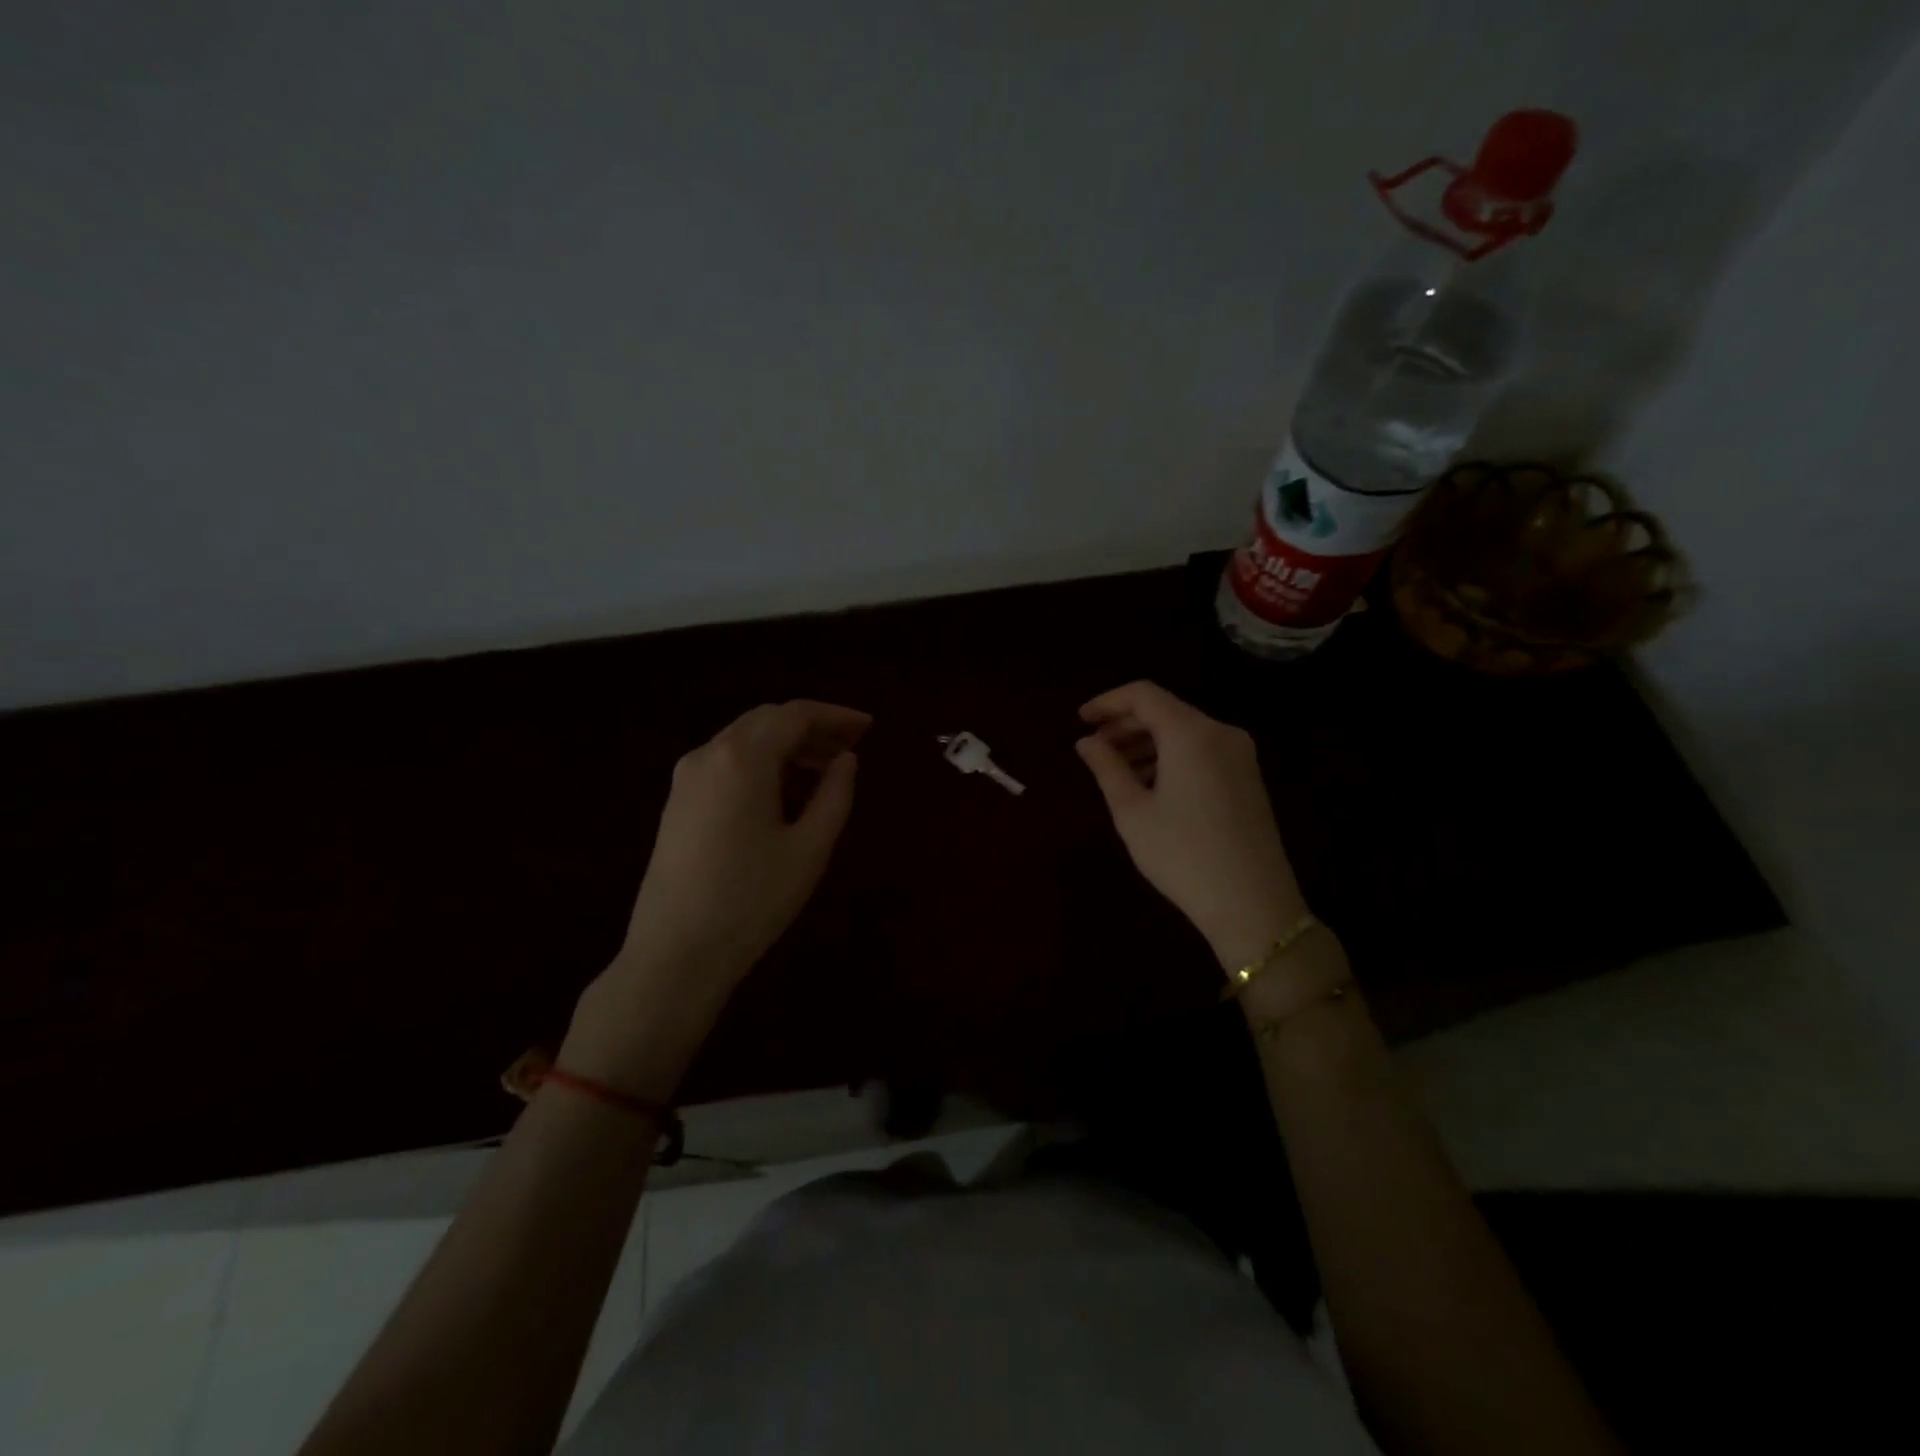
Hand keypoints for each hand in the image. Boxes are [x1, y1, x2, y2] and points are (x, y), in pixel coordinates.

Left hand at [565, 701, 869, 1101]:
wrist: (675, 953)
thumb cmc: (752, 900)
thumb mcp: (809, 848)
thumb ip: (835, 794)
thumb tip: (846, 760)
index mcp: (743, 758)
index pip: (795, 715)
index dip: (836, 715)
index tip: (868, 727)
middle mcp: (709, 754)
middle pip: (767, 720)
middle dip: (812, 727)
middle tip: (850, 747)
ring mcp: (686, 778)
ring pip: (744, 739)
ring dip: (786, 744)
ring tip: (825, 769)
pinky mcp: (678, 802)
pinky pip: (726, 762)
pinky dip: (761, 762)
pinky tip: (784, 791)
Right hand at [1076, 681, 1306, 971]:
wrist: (1252, 904)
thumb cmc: (1182, 855)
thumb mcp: (1132, 812)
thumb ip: (1106, 768)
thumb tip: (1086, 742)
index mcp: (1191, 734)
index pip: (1143, 695)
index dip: (1108, 702)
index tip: (1080, 720)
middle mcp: (1220, 733)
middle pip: (1165, 711)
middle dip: (1125, 724)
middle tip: (1093, 747)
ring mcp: (1240, 755)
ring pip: (1184, 732)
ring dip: (1147, 742)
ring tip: (1115, 770)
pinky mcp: (1248, 777)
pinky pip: (1201, 751)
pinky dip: (1170, 757)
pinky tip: (1150, 784)